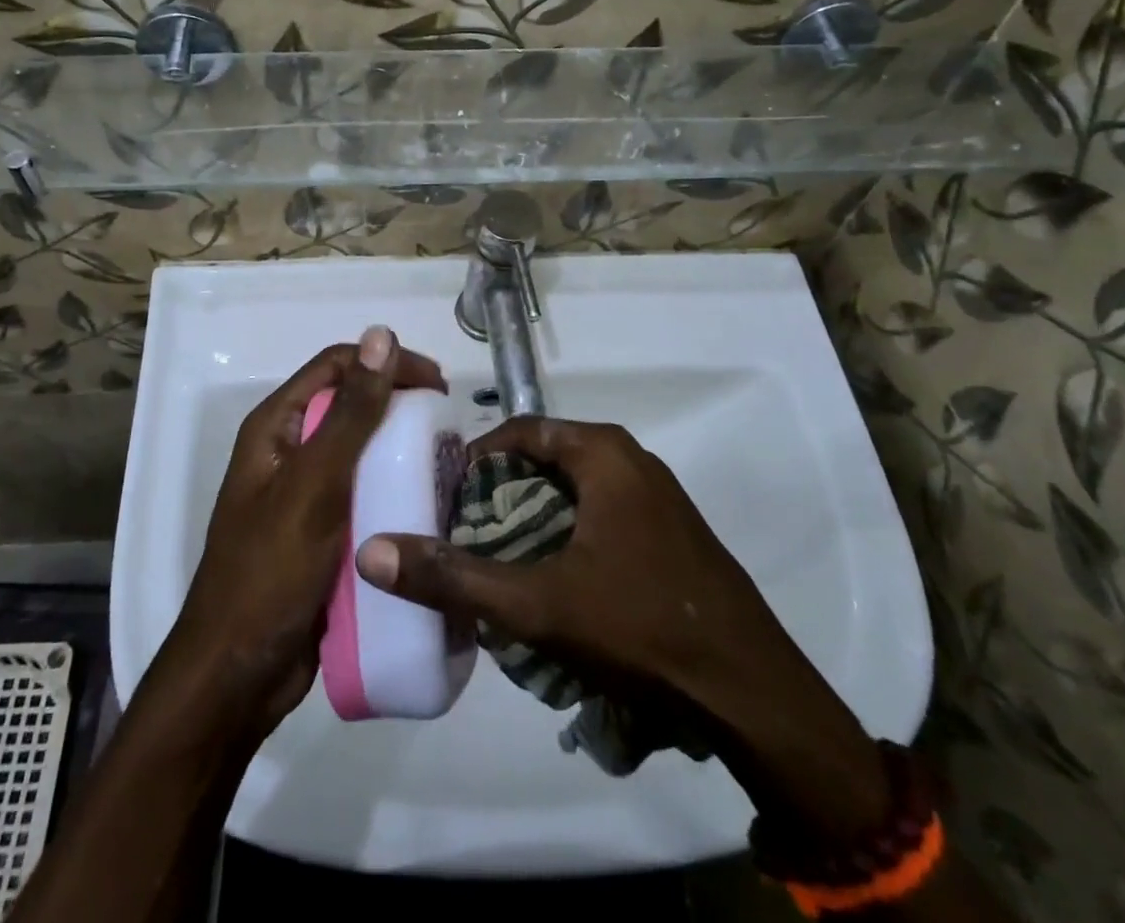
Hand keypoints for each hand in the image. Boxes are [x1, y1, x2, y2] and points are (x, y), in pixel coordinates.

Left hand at [158, 325, 445, 742]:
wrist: (238, 675)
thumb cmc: (271, 571)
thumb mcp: (315, 484)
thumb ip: (352, 412)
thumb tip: (381, 334)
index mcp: (276, 427)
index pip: (337, 365)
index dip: (386, 362)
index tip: (439, 385)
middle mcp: (288, 450)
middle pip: (350, 405)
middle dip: (399, 405)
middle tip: (448, 426)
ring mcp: (303, 493)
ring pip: (360, 451)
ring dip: (400, 448)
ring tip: (446, 463)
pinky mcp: (320, 531)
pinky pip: (363, 492)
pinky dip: (393, 488)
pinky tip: (426, 502)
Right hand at [355, 417, 891, 841]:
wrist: (752, 695)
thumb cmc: (640, 627)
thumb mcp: (536, 604)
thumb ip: (454, 577)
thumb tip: (372, 551)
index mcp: (604, 453)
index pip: (520, 430)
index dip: (476, 457)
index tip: (444, 494)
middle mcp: (632, 460)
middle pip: (546, 458)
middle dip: (501, 490)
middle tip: (462, 529)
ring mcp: (657, 497)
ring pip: (574, 490)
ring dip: (533, 515)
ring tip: (495, 555)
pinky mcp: (670, 533)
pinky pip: (601, 514)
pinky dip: (566, 532)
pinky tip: (550, 578)